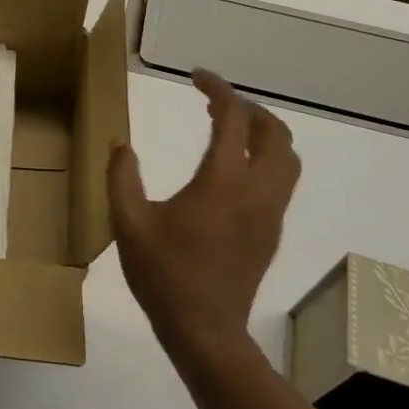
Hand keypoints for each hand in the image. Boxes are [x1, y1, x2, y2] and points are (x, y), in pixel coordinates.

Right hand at [107, 69, 299, 351]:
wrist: (205, 331)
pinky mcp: (272, 232)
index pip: (233, 118)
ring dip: (264, 133)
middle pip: (274, 132)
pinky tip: (234, 171)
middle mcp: (256, 191)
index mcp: (222, 182)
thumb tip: (120, 143)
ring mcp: (270, 213)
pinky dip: (266, 159)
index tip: (197, 77)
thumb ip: (122, 177)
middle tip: (215, 105)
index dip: (218, 90)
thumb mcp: (129, 223)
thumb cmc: (164, 275)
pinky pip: (282, 181)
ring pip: (288, 158)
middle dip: (249, 108)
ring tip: (230, 131)